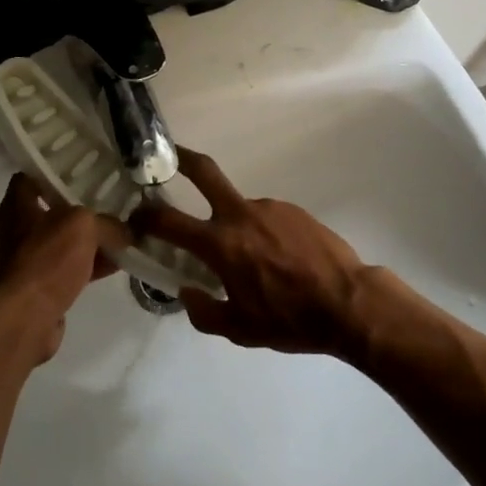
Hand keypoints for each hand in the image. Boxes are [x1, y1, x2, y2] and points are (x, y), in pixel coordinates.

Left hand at [0, 173, 129, 364]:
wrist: (25, 320)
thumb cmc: (45, 260)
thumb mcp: (82, 226)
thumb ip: (107, 223)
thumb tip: (126, 232)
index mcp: (17, 206)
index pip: (32, 175)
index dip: (55, 168)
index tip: (83, 165)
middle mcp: (18, 230)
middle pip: (53, 209)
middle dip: (82, 206)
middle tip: (113, 197)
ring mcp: (29, 261)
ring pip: (66, 241)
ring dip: (92, 239)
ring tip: (124, 230)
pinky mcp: (42, 288)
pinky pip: (71, 269)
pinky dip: (92, 265)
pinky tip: (120, 263)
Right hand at [129, 151, 371, 357]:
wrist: (350, 304)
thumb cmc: (290, 320)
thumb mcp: (241, 330)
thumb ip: (205, 312)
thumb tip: (188, 292)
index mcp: (221, 244)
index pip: (168, 221)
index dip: (144, 216)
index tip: (135, 216)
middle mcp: (240, 215)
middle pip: (204, 172)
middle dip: (182, 158)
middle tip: (168, 156)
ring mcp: (269, 207)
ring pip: (240, 210)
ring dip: (236, 227)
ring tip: (255, 263)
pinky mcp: (293, 210)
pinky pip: (267, 219)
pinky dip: (263, 234)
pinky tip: (279, 260)